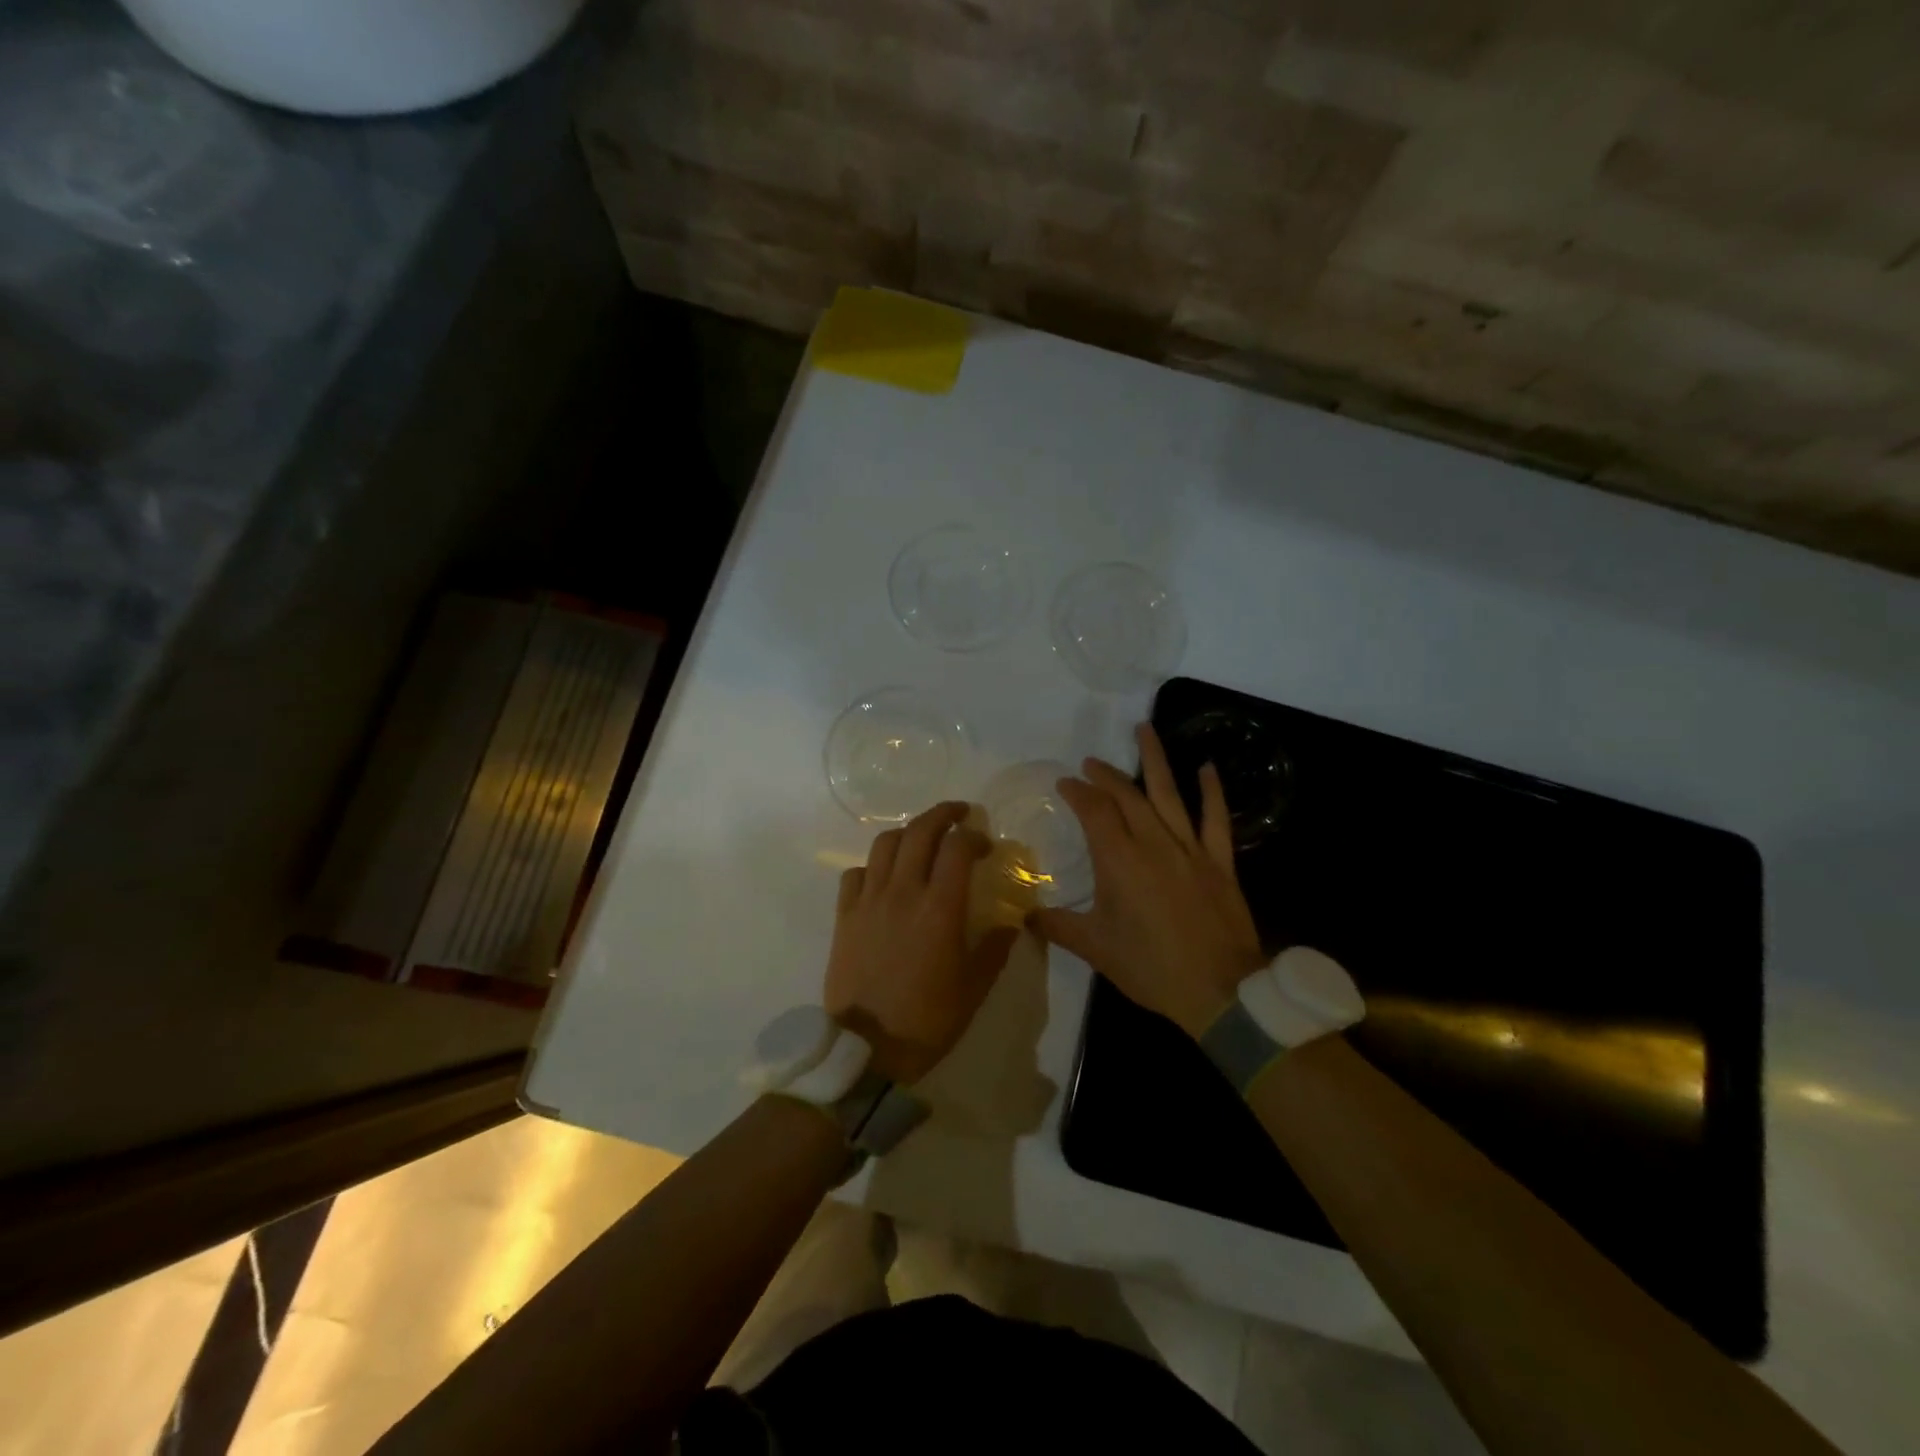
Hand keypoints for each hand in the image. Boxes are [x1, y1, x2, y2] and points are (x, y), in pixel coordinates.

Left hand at [825, 801, 1019, 1084]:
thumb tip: (1012, 922)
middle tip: (958, 813)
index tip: (985, 844)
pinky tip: (883, 878)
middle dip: (942, 814)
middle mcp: (902, 892)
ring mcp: (869, 901)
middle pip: (919, 831)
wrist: (867, 1049)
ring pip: (885, 844)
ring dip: (908, 833)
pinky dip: (872, 866)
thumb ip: (995, 948)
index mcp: (939, 907)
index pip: (957, 847)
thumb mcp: (975, 988)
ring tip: (921, 839)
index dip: (974, 836)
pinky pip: (855, 873)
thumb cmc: (928, 1019)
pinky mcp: (844, 916)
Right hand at [1031, 724, 1263, 1038]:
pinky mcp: (1219, 862)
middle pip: (1127, 796)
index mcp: (1119, 861)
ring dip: (1155, 760)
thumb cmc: (1151, 968)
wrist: (1219, 991)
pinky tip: (1206, 767)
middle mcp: (1153, 844)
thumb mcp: (1095, 949)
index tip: (1066, 783)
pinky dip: (1212, 792)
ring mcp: (1190, 849)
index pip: (1094, 811)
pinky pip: (1216, 819)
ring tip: (1144, 729)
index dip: (1078, 792)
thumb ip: (1057, 926)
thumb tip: (1025, 915)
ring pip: (1169, 794)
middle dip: (1107, 775)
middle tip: (1092, 762)